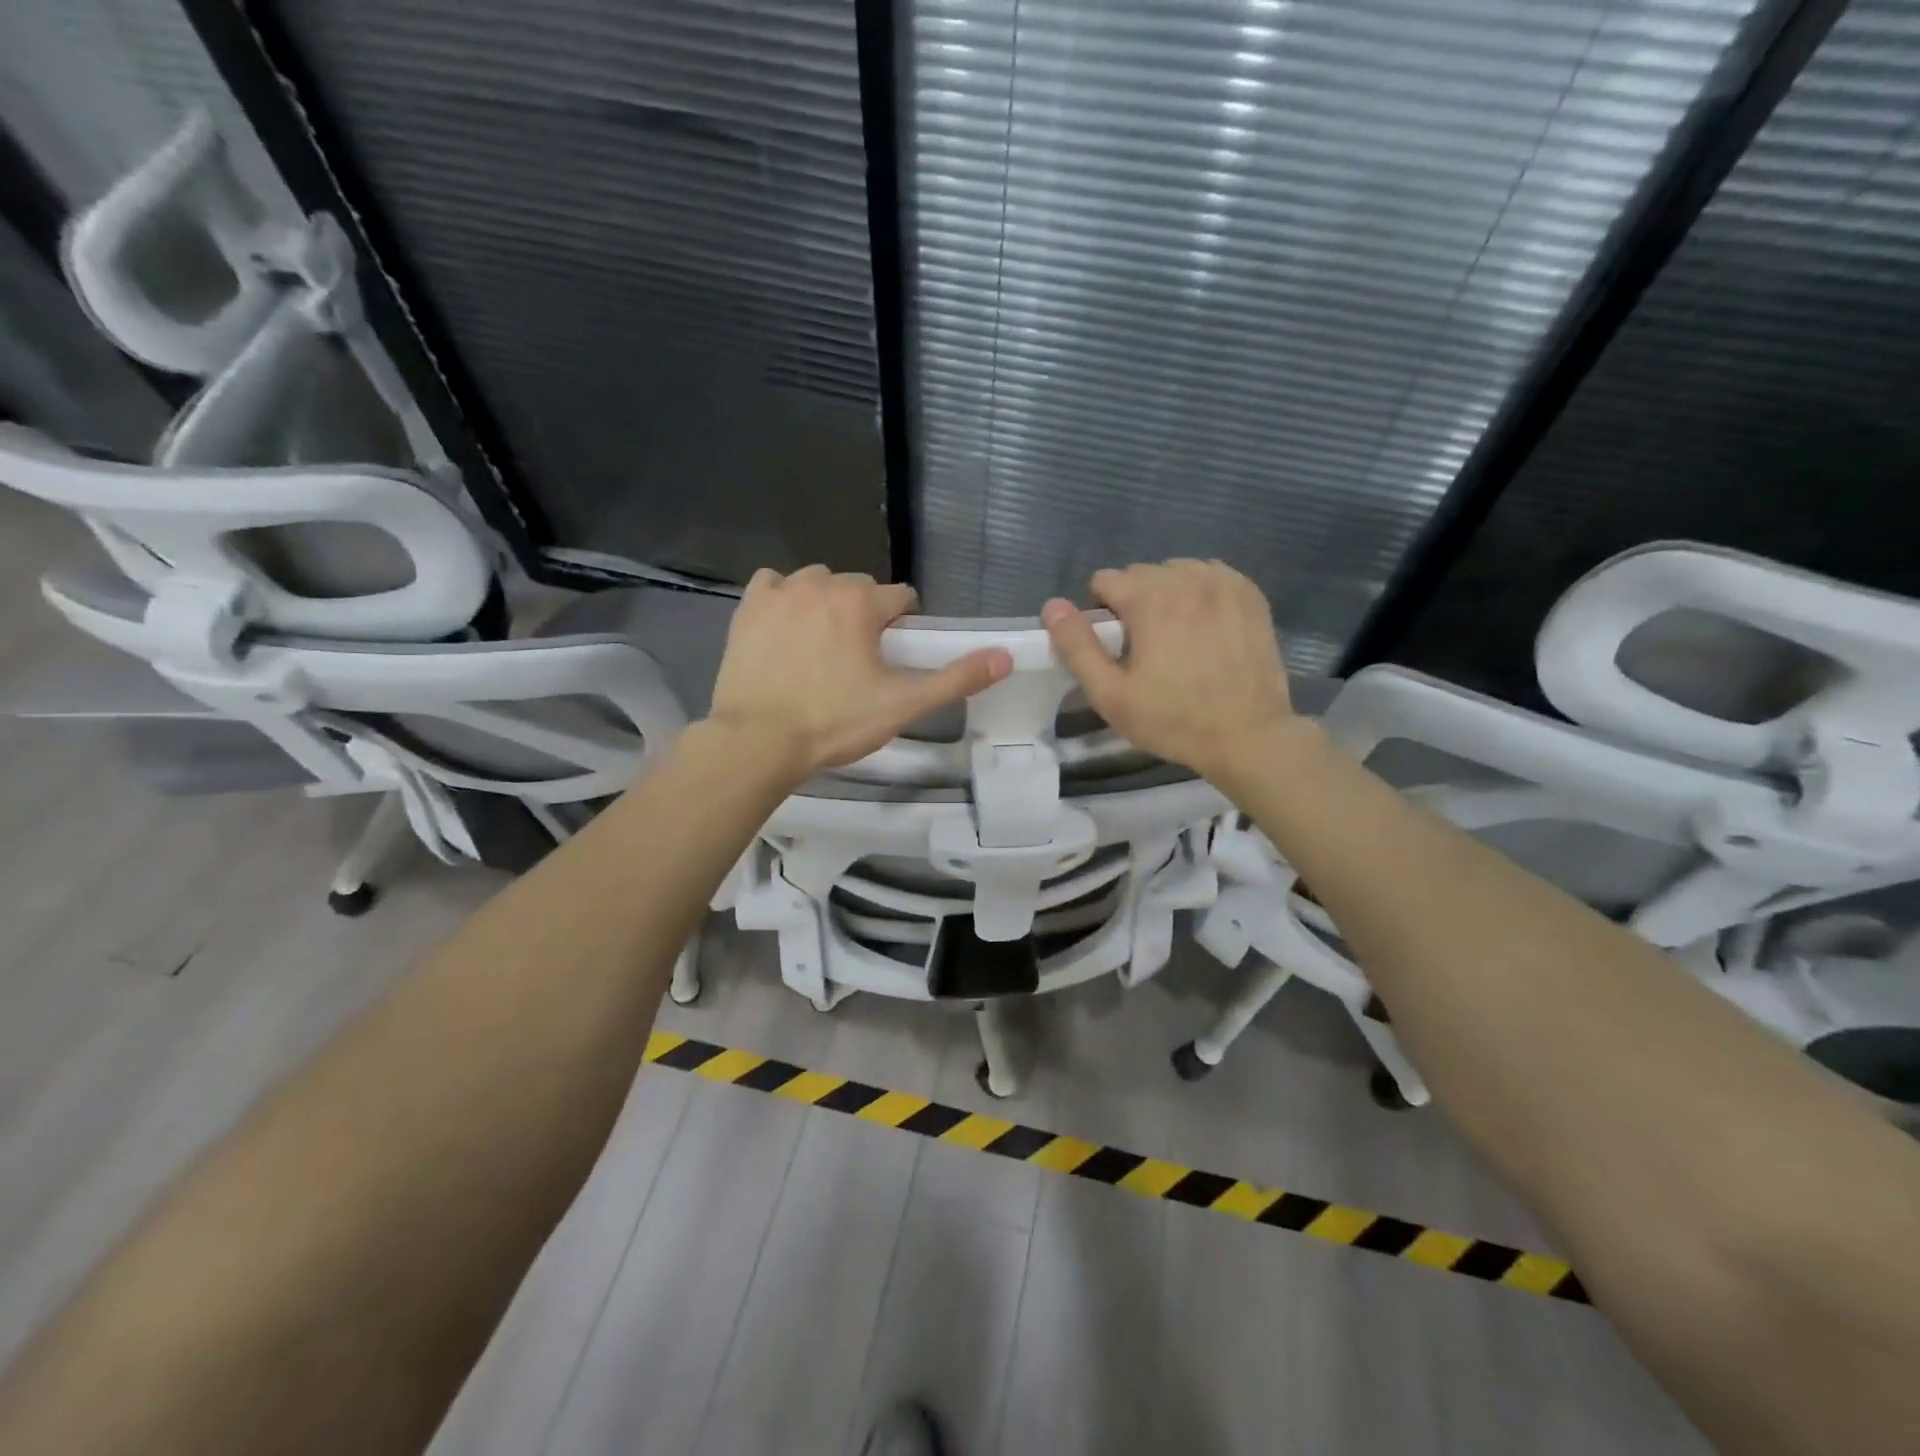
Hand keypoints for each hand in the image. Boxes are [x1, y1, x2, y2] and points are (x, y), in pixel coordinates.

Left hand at [707, 566, 1011, 778]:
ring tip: (822, 647)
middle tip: (859, 661)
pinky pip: (773, 585)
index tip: (894, 657)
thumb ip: (956, 679)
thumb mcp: (903, 705)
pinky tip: (786, 627)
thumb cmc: (834, 723)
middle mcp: (821, 584)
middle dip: (865, 615)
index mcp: (861, 602)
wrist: (757, 742)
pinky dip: (783, 599)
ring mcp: (780, 592)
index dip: (903, 626)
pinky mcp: (748, 608)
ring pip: (816, 583)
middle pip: (859, 588)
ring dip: (826, 604)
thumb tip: (1005, 657)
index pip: (900, 597)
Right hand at [1042, 559, 1300, 781]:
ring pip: (1176, 572)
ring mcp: (1224, 582)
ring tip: (1176, 637)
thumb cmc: (1173, 720)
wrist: (1249, 736)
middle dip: (1133, 602)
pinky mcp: (1249, 594)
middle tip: (1145, 648)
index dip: (1101, 613)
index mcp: (1150, 598)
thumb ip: (1077, 647)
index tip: (1115, 647)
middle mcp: (1187, 577)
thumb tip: (1052, 606)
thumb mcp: (1110, 694)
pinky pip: (1210, 576)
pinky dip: (1200, 593)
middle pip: (1141, 574)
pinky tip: (1204, 626)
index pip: (1105, 580)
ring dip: (1166, 595)